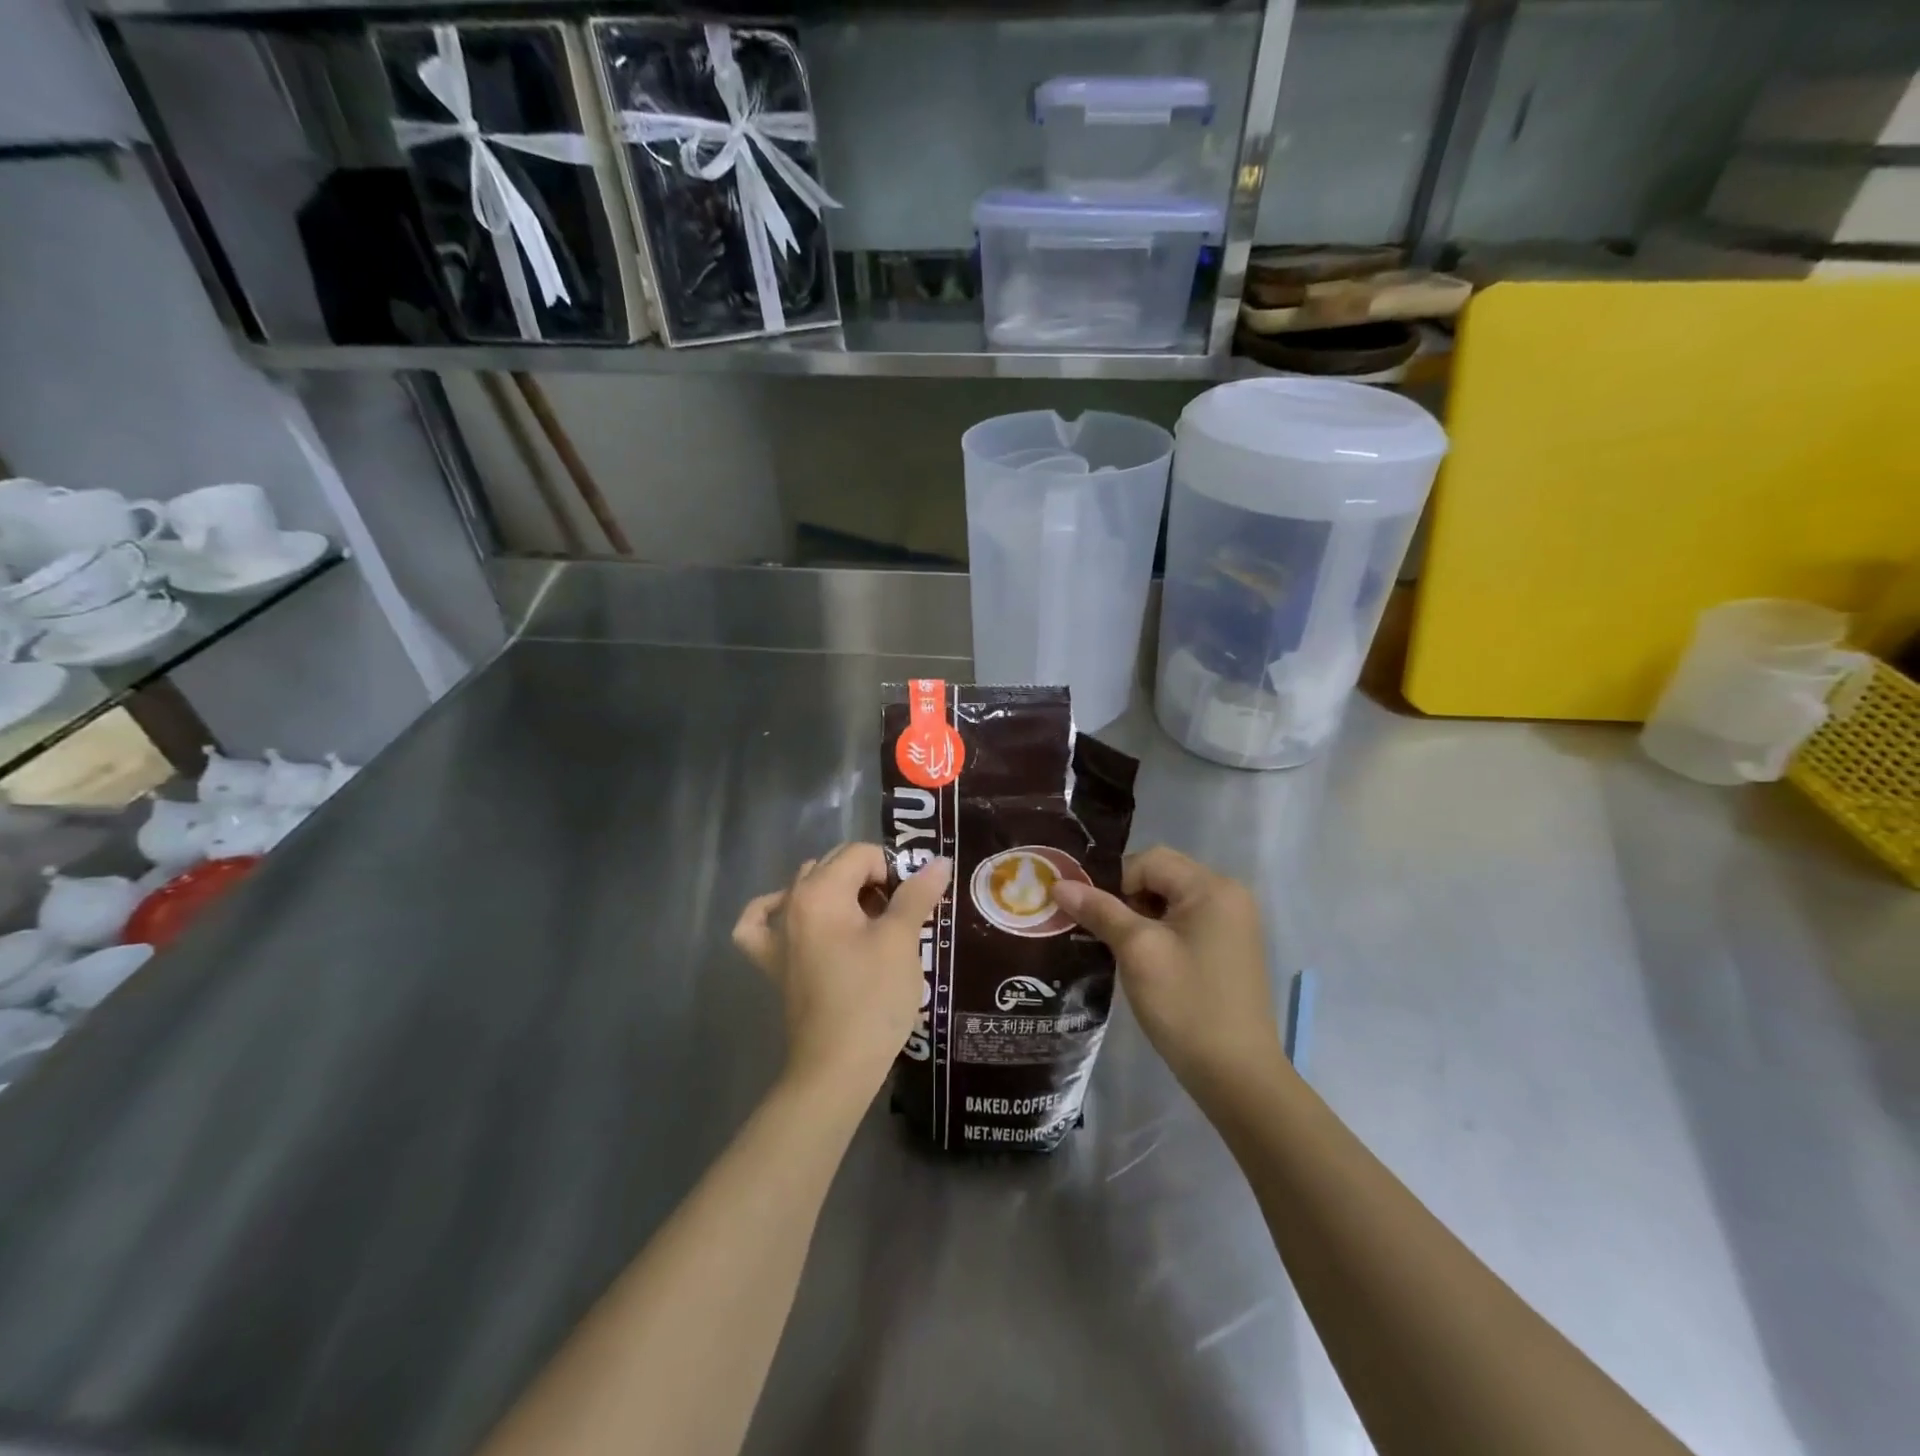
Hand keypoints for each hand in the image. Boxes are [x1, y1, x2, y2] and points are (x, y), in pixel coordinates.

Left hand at [733, 844, 951, 1096]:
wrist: (836, 1068)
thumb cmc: (872, 999)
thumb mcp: (901, 941)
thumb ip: (916, 894)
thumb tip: (938, 861)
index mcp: (820, 891)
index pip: (861, 854)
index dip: (893, 870)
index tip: (914, 902)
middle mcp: (791, 902)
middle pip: (835, 866)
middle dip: (871, 879)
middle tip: (900, 914)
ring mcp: (776, 934)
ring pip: (807, 888)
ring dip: (839, 893)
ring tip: (869, 923)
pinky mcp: (773, 963)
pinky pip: (762, 923)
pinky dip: (776, 911)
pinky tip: (796, 917)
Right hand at [1053, 847, 1282, 1103]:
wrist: (1237, 1076)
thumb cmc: (1186, 1005)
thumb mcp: (1137, 951)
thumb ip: (1099, 910)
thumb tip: (1059, 884)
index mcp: (1212, 887)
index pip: (1149, 861)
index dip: (1113, 881)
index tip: (1091, 916)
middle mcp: (1229, 896)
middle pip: (1161, 877)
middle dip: (1124, 899)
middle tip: (1099, 932)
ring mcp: (1233, 924)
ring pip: (1170, 902)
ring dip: (1138, 917)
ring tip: (1115, 949)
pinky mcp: (1229, 950)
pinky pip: (1184, 924)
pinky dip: (1158, 934)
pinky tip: (1141, 962)